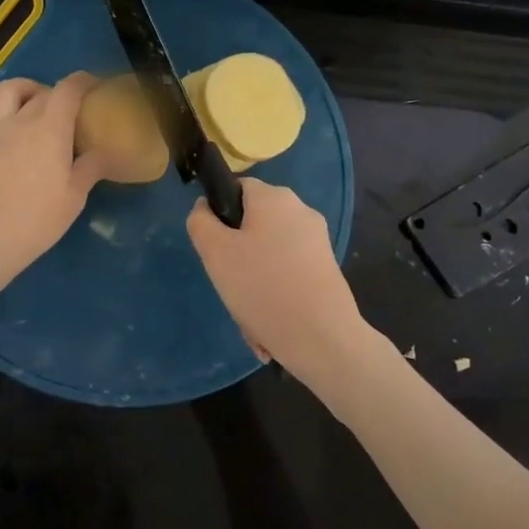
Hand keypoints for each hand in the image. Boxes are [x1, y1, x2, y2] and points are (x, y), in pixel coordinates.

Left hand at [0, 73, 107, 293]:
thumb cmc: (37, 220)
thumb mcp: (75, 197)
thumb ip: (91, 168)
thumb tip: (103, 151)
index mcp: (50, 129)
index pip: (69, 90)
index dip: (83, 81)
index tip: (93, 87)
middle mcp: (19, 121)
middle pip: (41, 93)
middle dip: (57, 95)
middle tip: (67, 113)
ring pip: (4, 92)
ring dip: (21, 89)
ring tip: (31, 101)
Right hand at [187, 179, 368, 378]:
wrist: (324, 340)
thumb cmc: (263, 287)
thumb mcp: (215, 252)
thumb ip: (201, 222)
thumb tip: (205, 207)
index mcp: (275, 197)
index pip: (237, 188)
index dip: (220, 214)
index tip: (215, 249)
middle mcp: (301, 211)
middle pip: (253, 225)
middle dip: (237, 257)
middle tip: (230, 286)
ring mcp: (318, 242)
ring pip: (269, 255)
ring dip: (253, 283)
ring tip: (250, 317)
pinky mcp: (327, 270)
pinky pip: (288, 275)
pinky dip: (275, 296)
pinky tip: (269, 327)